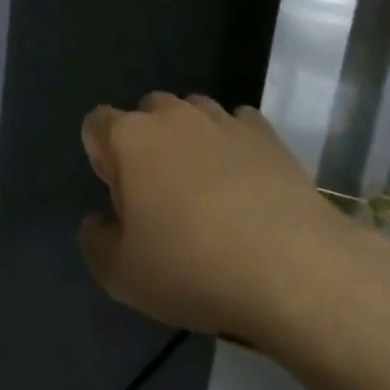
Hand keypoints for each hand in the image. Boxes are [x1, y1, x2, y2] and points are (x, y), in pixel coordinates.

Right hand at [78, 93, 378, 354]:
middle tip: (162, 198)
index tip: (122, 200)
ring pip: (191, 114)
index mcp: (128, 138)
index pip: (96, 124)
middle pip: (144, 114)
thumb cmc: (194, 268)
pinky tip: (246, 183)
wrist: (295, 269)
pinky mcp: (265, 133)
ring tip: (207, 190)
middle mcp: (170, 114)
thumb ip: (95, 242)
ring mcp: (220, 119)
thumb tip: (99, 222)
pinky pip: (238, 125)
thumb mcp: (122, 276)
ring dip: (190, 141)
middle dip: (146, 145)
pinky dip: (235, 146)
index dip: (102, 158)